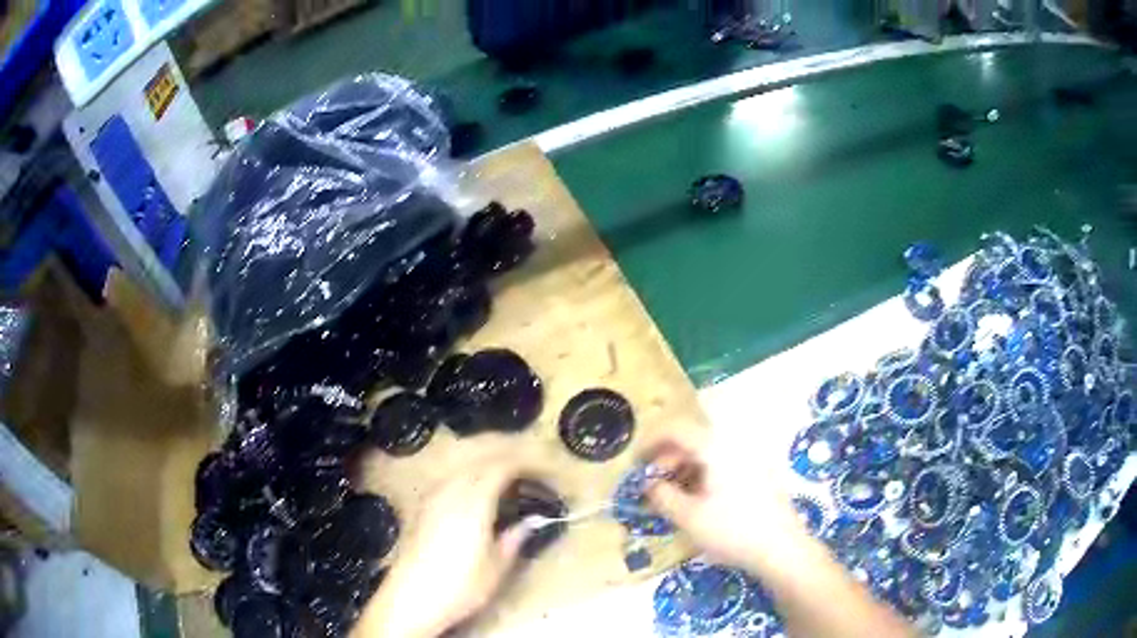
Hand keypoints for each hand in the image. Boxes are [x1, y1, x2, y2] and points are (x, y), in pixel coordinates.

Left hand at [353, 445, 536, 637]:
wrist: (412, 599)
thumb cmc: (460, 586)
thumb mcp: (497, 567)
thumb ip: (514, 538)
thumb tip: (532, 520)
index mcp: (473, 503)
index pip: (499, 468)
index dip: (522, 464)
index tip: (541, 471)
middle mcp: (450, 493)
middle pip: (479, 463)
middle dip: (505, 462)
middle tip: (527, 475)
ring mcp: (432, 499)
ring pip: (461, 470)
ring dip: (484, 469)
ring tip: (504, 483)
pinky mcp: (421, 510)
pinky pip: (448, 482)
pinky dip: (467, 480)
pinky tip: (473, 496)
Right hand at [644, 438, 807, 573]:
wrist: (782, 548)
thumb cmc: (732, 530)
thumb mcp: (688, 517)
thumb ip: (662, 496)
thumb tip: (649, 484)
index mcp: (715, 448)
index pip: (676, 429)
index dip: (650, 442)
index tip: (635, 463)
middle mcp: (734, 445)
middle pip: (692, 441)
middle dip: (667, 461)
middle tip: (653, 488)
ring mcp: (750, 459)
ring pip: (708, 455)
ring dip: (684, 471)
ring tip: (673, 499)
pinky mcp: (759, 475)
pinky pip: (723, 466)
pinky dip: (703, 477)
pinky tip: (698, 502)